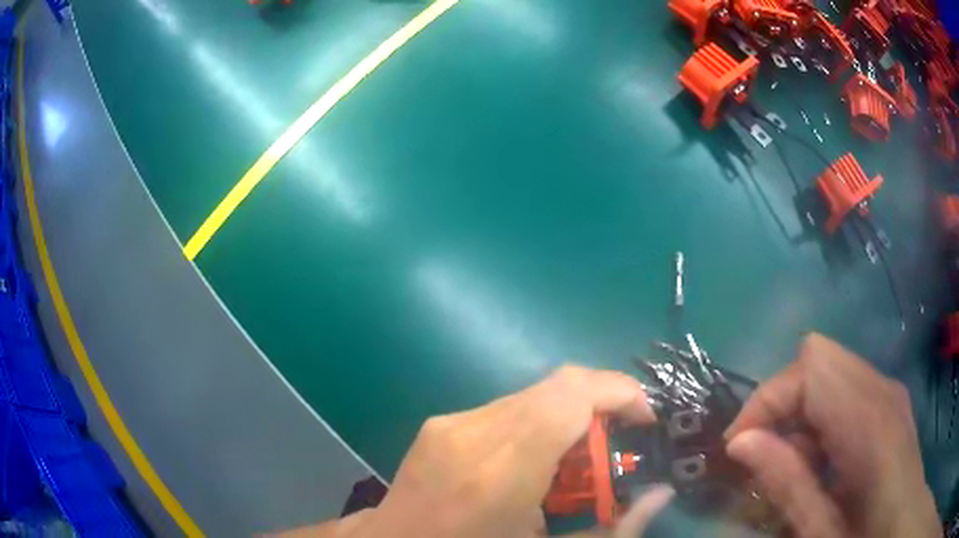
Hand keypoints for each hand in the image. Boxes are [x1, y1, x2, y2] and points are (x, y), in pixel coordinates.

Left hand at [347, 365, 673, 536]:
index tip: (644, 418)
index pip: (570, 396)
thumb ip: (613, 529)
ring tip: (575, 461)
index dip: (618, 392)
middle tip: (618, 444)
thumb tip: (662, 495)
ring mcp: (450, 424)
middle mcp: (473, 434)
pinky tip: (532, 462)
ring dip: (568, 416)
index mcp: (500, 474)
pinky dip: (535, 424)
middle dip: (601, 404)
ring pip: (533, 395)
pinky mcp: (439, 423)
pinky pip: (505, 408)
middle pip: (557, 385)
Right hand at [725, 333, 939, 537]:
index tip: (739, 448)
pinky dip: (820, 412)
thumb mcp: (821, 532)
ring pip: (830, 366)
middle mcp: (881, 390)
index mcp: (870, 422)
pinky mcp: (889, 398)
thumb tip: (740, 442)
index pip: (811, 368)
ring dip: (800, 407)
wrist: (899, 523)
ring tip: (790, 461)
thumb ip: (787, 484)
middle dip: (781, 398)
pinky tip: (820, 457)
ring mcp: (888, 390)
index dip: (768, 400)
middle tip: (763, 451)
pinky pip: (844, 384)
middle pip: (818, 355)